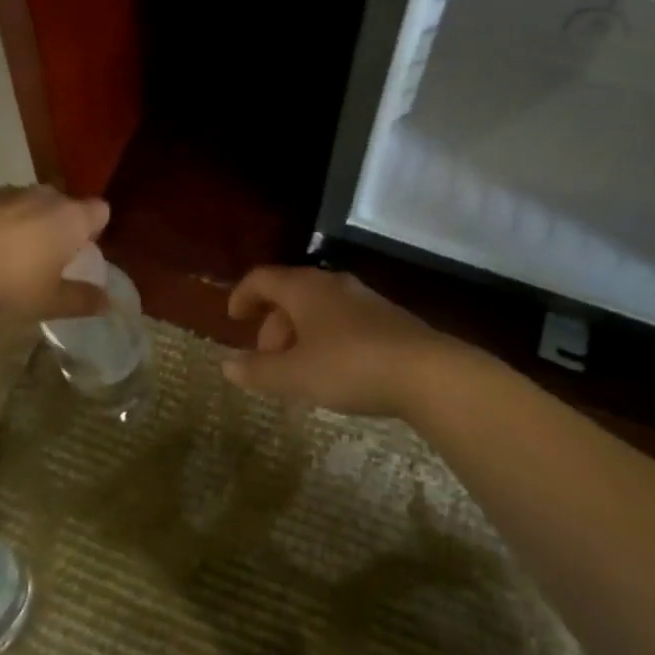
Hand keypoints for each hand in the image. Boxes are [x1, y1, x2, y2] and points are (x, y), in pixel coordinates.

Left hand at [0, 186, 111, 321]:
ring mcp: (2, 193)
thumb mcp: (49, 301)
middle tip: (49, 252)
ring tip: (10, 252)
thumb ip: (80, 299)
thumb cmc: (10, 285)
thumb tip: (106, 302)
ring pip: (23, 201)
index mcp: (69, 218)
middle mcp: (40, 197)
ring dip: (22, 220)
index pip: (98, 210)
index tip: (86, 246)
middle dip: (58, 221)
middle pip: (60, 201)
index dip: (95, 226)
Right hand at [224, 265, 472, 417]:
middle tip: (268, 360)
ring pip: (318, 308)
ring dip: (300, 334)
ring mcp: (363, 299)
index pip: (262, 278)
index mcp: (304, 288)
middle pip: (291, 294)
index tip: (234, 318)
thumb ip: (258, 371)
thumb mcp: (296, 376)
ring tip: (300, 372)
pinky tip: (335, 371)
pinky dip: (326, 339)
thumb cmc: (349, 366)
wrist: (427, 372)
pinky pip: (343, 320)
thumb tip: (227, 364)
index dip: (243, 295)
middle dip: (273, 324)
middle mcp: (332, 284)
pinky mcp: (388, 318)